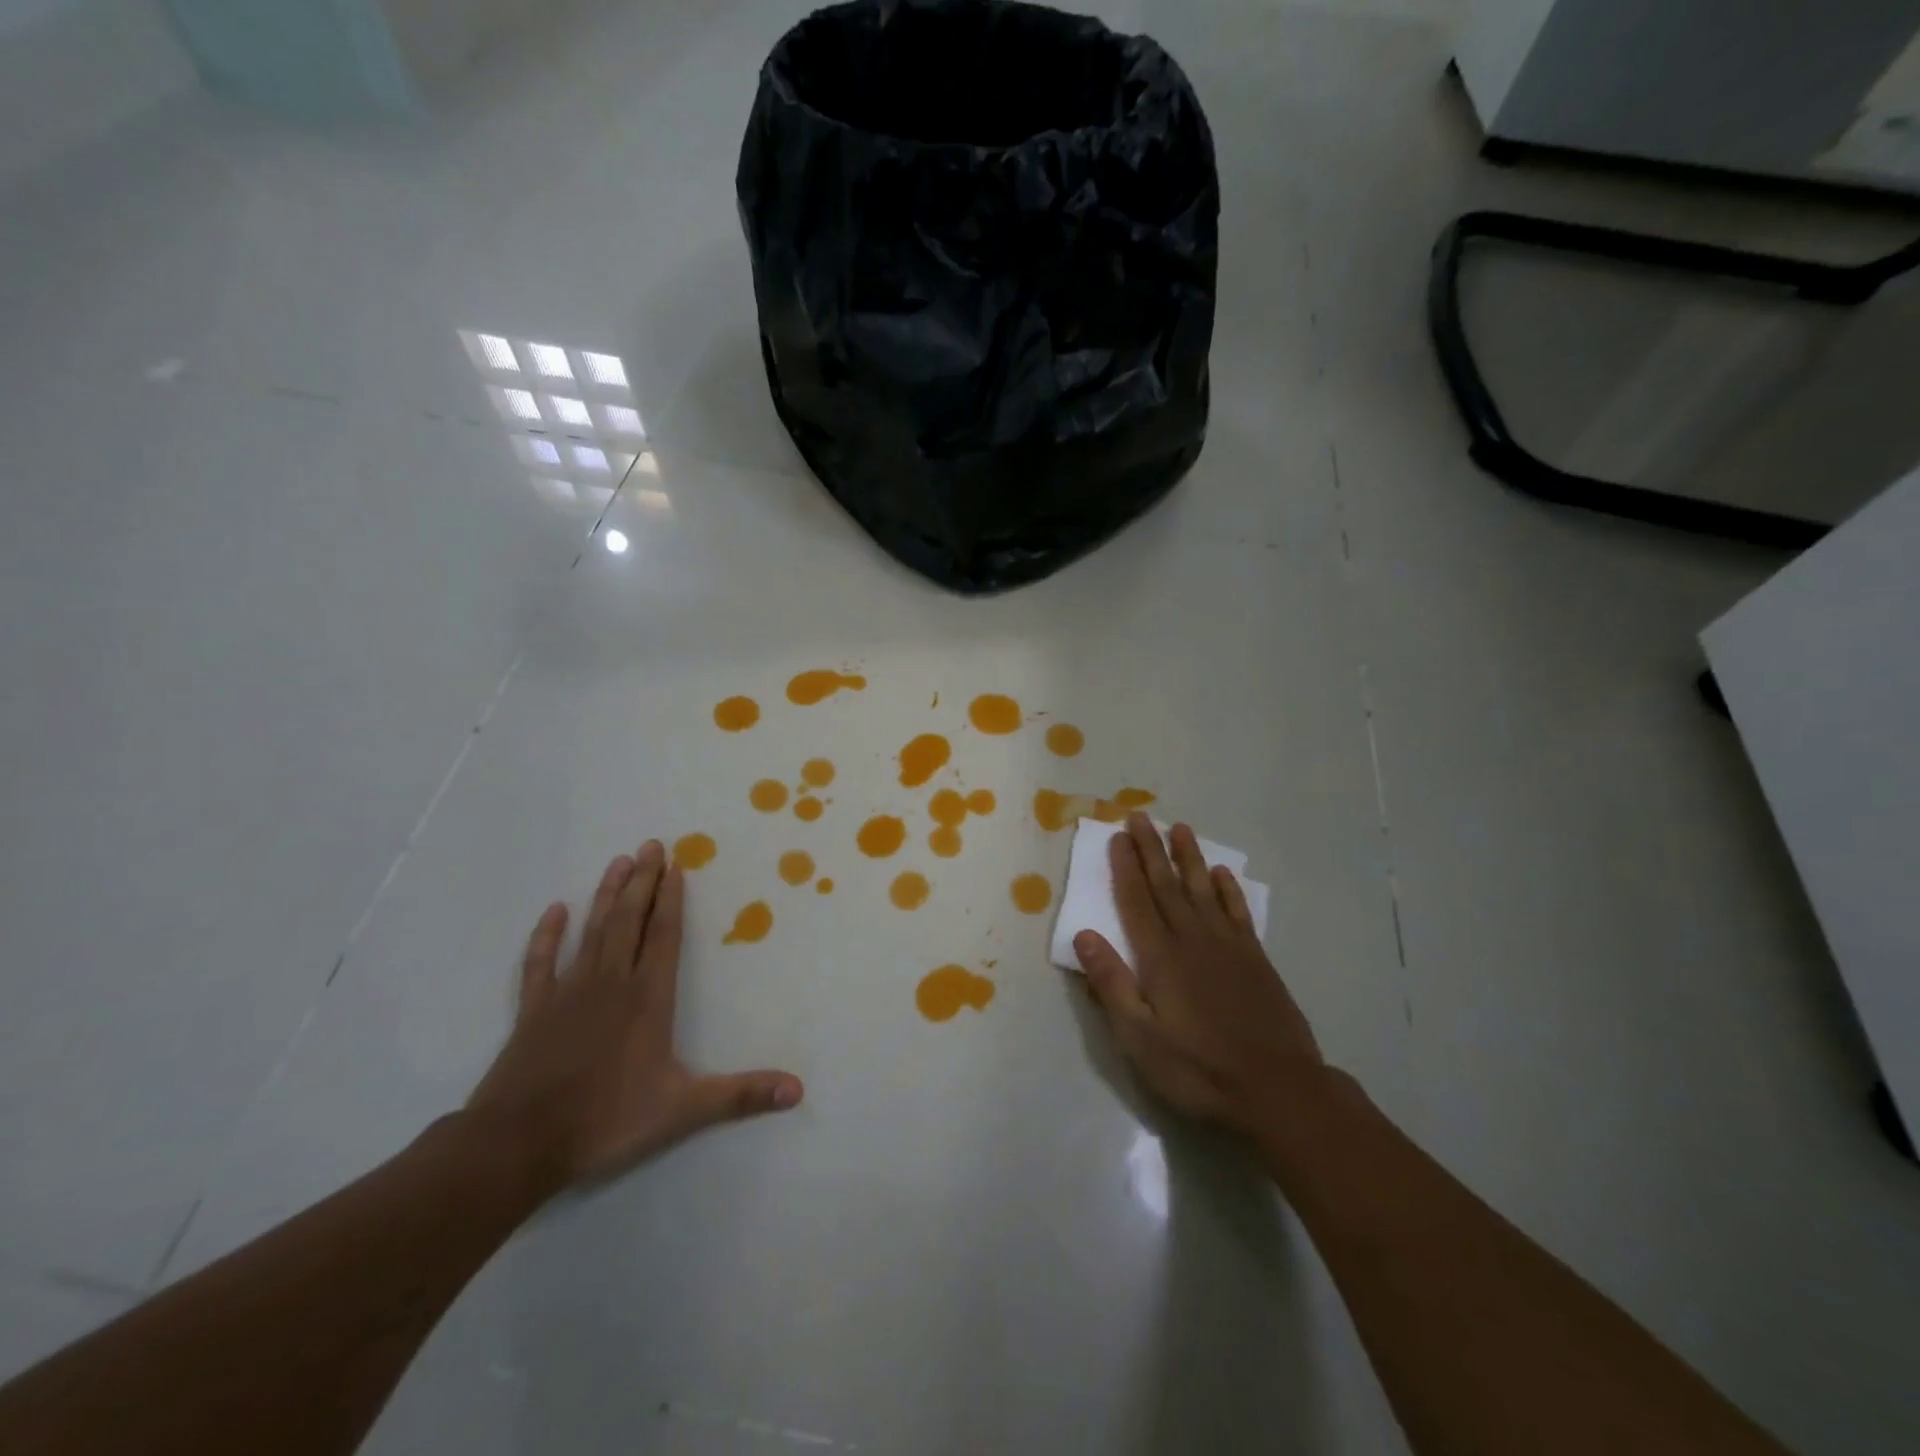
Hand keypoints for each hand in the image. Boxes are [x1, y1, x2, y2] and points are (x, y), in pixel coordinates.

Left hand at [467, 842, 802, 1187]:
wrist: (518, 1143)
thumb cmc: (606, 1120)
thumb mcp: (683, 1109)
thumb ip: (741, 1095)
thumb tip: (798, 1090)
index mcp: (648, 998)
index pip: (663, 936)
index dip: (671, 899)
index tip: (676, 864)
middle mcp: (611, 983)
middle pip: (628, 921)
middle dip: (643, 881)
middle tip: (651, 845)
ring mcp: (568, 993)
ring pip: (591, 931)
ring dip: (606, 895)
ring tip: (618, 862)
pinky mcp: (534, 1010)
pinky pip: (541, 963)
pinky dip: (547, 935)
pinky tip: (555, 911)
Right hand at [1075, 814, 1324, 1136]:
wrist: (1278, 1090)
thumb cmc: (1198, 1069)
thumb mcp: (1140, 1038)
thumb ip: (1111, 983)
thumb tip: (1084, 935)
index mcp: (1161, 957)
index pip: (1137, 901)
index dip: (1125, 867)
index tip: (1117, 836)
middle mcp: (1193, 940)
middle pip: (1167, 886)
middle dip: (1151, 850)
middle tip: (1140, 816)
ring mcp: (1229, 947)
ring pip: (1203, 890)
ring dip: (1189, 858)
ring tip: (1179, 829)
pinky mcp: (1256, 960)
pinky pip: (1237, 912)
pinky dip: (1228, 890)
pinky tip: (1221, 874)